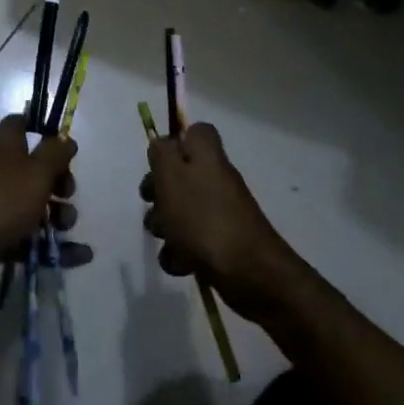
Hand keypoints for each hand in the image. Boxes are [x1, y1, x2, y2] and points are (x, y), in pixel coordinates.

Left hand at [0, 115, 84, 298]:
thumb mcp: (35, 172)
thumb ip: (55, 153)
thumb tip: (65, 138)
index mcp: (5, 146)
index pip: (22, 124)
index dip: (44, 131)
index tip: (64, 148)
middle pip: (36, 169)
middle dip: (59, 182)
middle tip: (67, 194)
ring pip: (35, 206)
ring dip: (58, 216)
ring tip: (65, 227)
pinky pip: (30, 238)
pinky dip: (54, 247)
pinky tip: (81, 256)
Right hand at [142, 123, 299, 324]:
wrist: (249, 272)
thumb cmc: (203, 219)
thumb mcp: (172, 177)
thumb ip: (161, 154)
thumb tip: (161, 143)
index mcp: (207, 156)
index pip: (195, 132)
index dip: (174, 143)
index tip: (159, 163)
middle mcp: (215, 178)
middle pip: (179, 175)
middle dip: (159, 193)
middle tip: (154, 204)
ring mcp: (220, 212)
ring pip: (181, 211)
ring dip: (166, 227)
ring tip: (167, 242)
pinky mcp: (221, 243)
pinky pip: (191, 241)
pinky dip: (181, 253)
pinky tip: (180, 264)